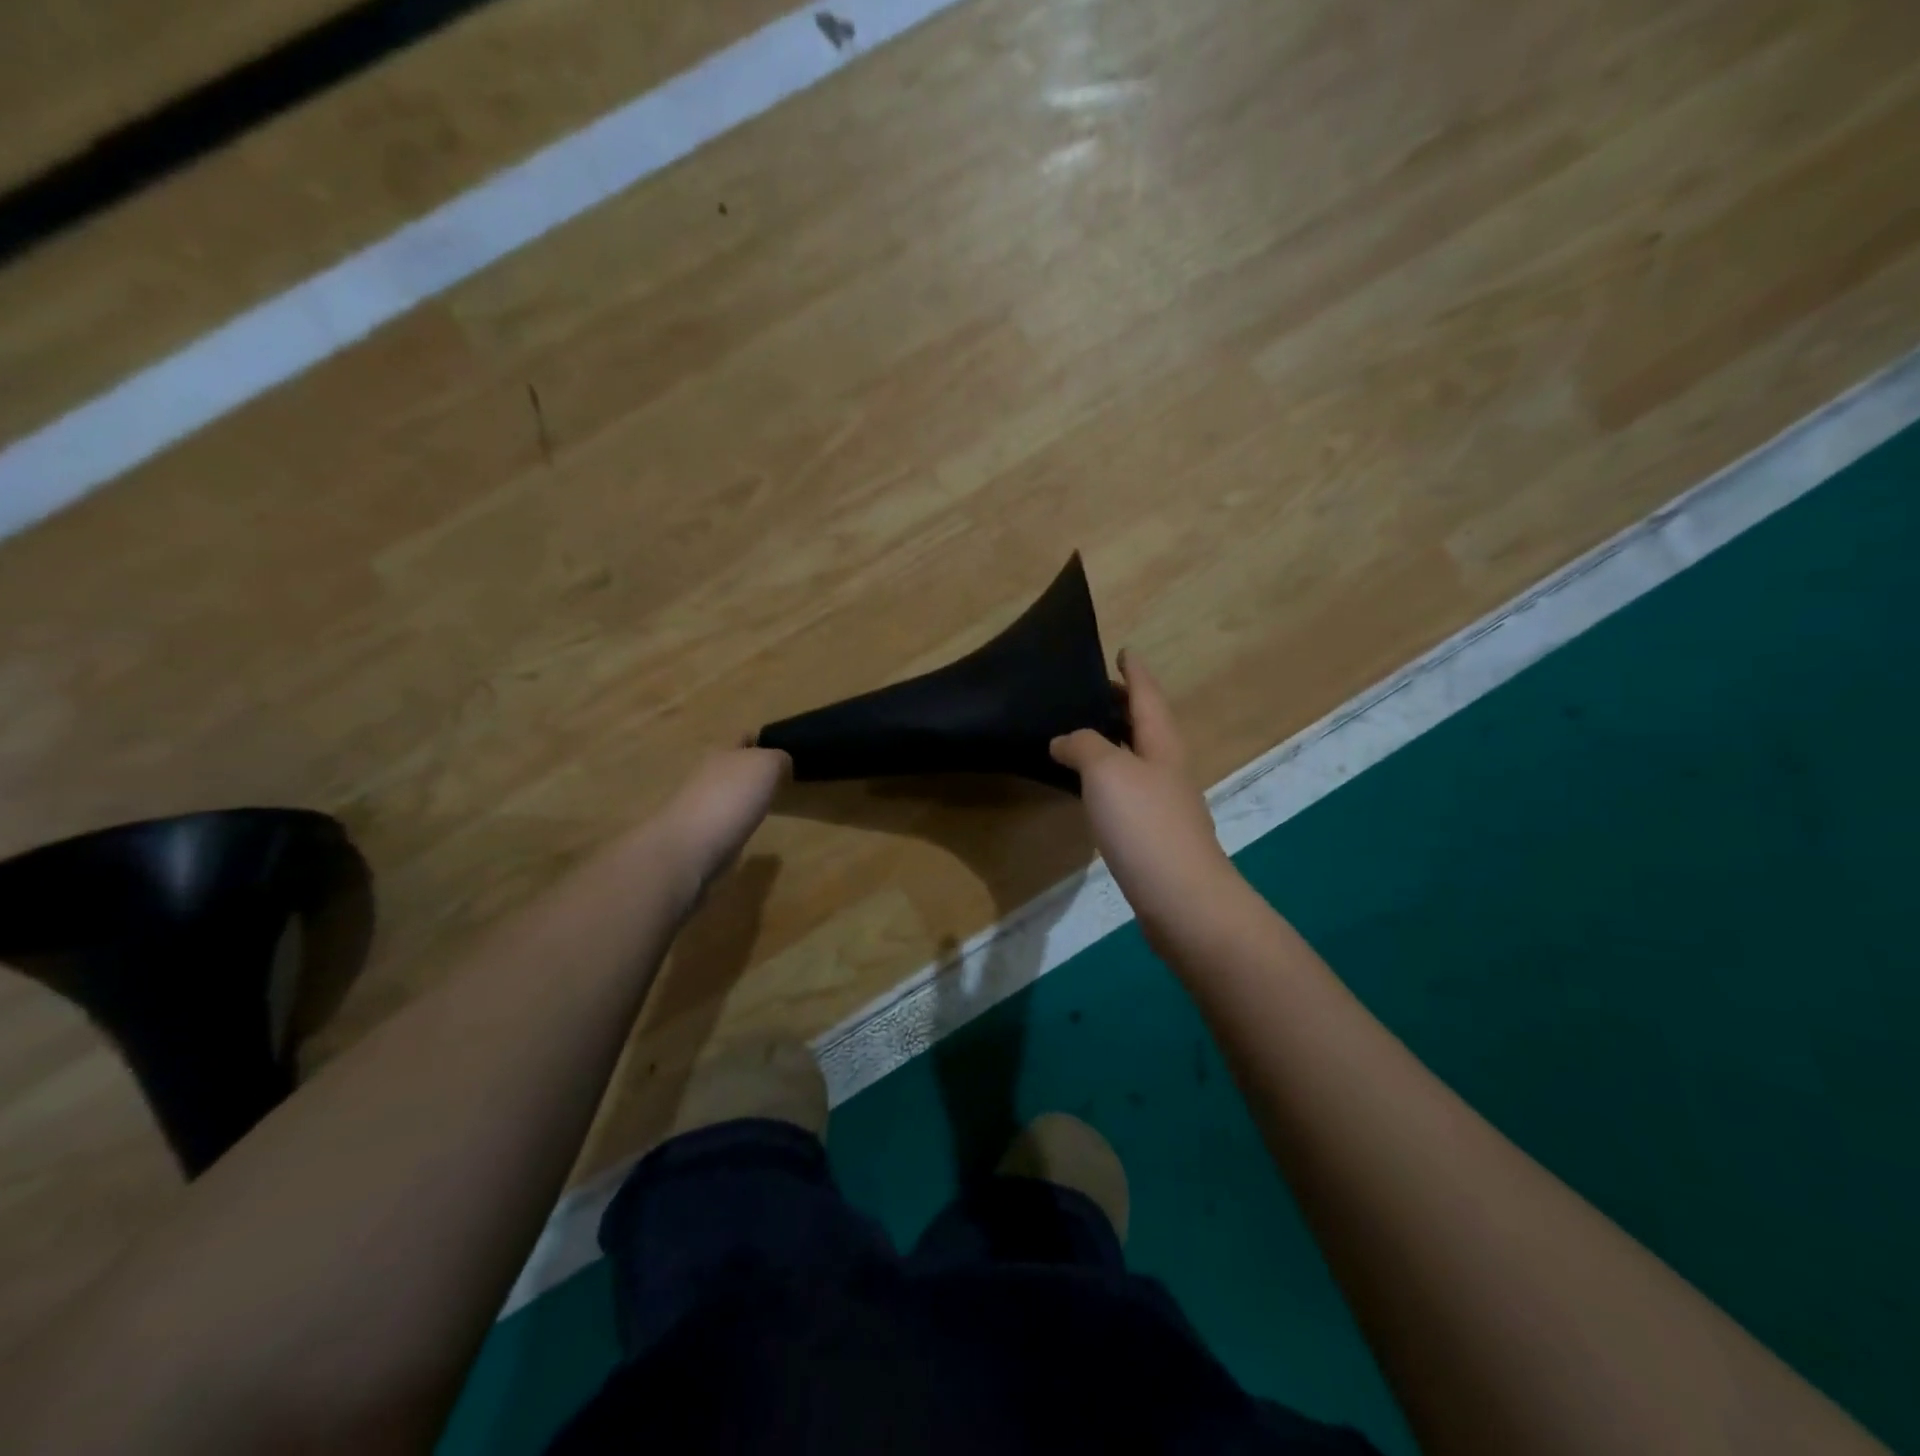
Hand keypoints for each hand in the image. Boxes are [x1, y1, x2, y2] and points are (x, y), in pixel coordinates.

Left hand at [652, 747, 789, 910]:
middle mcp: (707, 775)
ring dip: (743, 796)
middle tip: (778, 779)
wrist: (691, 846)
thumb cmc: (731, 798)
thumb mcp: (767, 766)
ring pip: (727, 793)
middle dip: (751, 770)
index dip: (759, 740)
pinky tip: (750, 828)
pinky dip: (737, 821)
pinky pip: (724, 820)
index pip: (742, 738)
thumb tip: (782, 766)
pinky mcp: (699, 834)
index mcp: (722, 752)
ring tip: (767, 804)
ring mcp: (700, 805)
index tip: (780, 749)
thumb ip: (779, 759)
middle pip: (732, 765)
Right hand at [1051, 651, 1238, 944]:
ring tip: (1084, 734)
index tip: (1123, 652)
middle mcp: (1168, 768)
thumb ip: (1083, 746)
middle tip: (1093, 691)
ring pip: (1137, 758)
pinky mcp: (1154, 834)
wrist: (1181, 897)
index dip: (1134, 673)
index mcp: (1162, 743)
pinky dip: (1109, 777)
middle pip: (1146, 725)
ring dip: (1115, 741)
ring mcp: (1164, 803)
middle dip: (1124, 705)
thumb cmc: (1145, 823)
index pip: (1147, 696)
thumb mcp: (1107, 770)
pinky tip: (1091, 789)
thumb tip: (1064, 741)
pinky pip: (1128, 790)